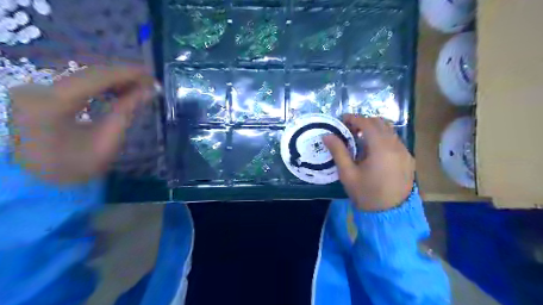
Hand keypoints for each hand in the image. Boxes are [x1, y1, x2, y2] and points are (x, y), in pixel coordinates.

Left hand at [9, 65, 156, 182]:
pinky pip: (76, 84)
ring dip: (114, 81)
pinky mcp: (38, 94)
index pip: (94, 78)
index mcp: (51, 104)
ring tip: (139, 87)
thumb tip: (149, 91)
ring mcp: (35, 90)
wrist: (40, 181)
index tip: (151, 75)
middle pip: (88, 74)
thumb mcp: (107, 142)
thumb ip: (126, 112)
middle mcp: (36, 90)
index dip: (126, 73)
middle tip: (149, 82)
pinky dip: (100, 86)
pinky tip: (119, 90)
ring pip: (83, 77)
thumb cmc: (76, 167)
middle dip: (122, 76)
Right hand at [321, 115, 415, 210]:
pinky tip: (374, 151)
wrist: (390, 214)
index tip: (342, 120)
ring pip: (389, 130)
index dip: (354, 118)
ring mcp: (405, 151)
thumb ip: (338, 151)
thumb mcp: (347, 174)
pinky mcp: (408, 159)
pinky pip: (395, 140)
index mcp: (381, 148)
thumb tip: (327, 135)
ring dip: (374, 129)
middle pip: (380, 123)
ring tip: (360, 139)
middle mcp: (396, 145)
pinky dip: (383, 138)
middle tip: (350, 130)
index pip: (367, 123)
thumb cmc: (366, 194)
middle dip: (364, 122)